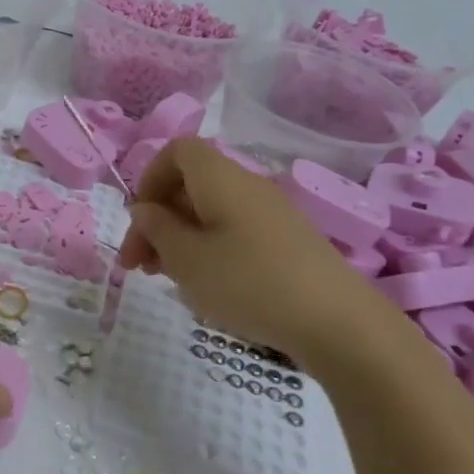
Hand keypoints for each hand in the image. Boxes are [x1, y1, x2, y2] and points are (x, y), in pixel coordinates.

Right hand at [117, 137, 406, 372]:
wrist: (336, 322)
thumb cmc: (248, 283)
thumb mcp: (186, 260)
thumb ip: (157, 229)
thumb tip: (144, 209)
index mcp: (220, 178)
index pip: (177, 151)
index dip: (149, 178)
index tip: (138, 220)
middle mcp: (246, 186)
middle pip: (190, 185)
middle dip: (157, 220)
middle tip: (136, 265)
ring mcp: (270, 214)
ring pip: (210, 212)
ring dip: (179, 238)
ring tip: (164, 278)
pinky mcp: (285, 242)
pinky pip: (233, 231)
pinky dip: (208, 250)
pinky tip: (205, 285)